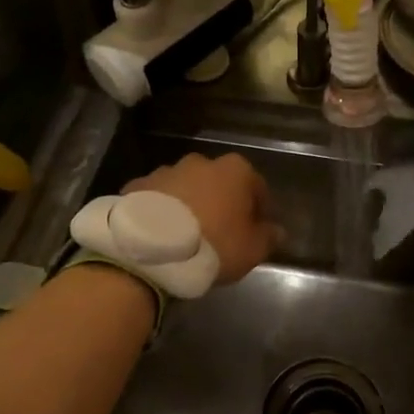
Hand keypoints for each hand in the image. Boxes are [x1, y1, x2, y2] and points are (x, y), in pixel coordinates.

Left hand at [125, 153, 279, 284]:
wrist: (151, 251)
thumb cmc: (213, 245)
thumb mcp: (251, 250)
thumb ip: (268, 237)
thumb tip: (277, 231)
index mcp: (235, 171)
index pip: (256, 186)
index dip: (258, 209)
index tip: (256, 229)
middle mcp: (201, 162)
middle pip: (218, 182)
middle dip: (221, 201)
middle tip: (220, 231)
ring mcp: (165, 171)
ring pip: (185, 187)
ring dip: (189, 204)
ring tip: (186, 235)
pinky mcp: (136, 186)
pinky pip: (156, 198)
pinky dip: (160, 211)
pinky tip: (159, 234)